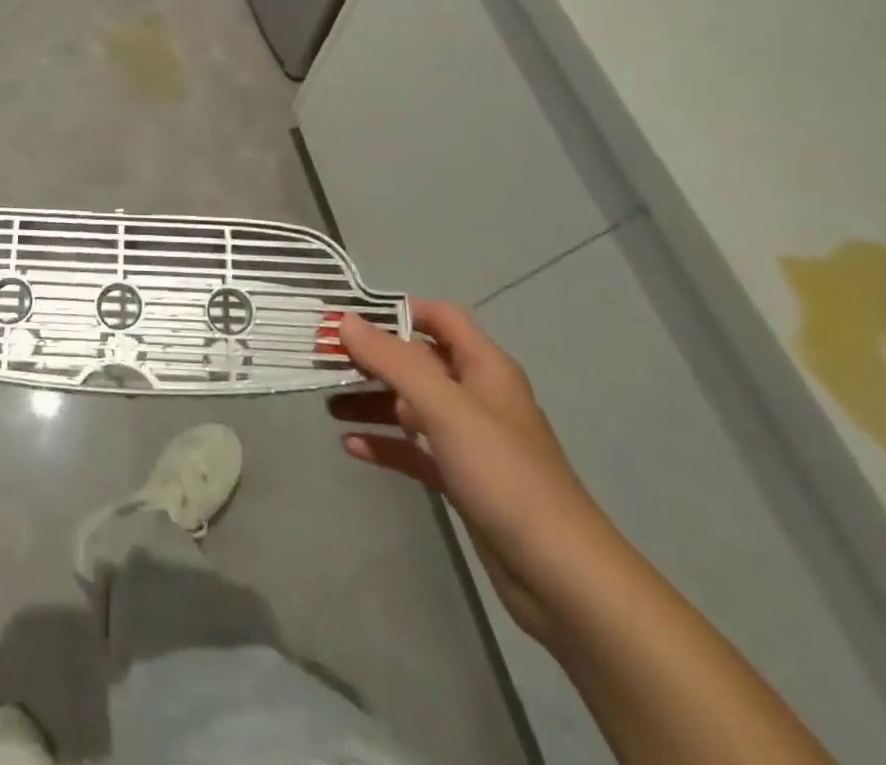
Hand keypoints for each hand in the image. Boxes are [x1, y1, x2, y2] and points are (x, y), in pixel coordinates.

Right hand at [329, 300, 617, 642]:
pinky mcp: (462, 479)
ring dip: (372, 401)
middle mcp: (477, 396)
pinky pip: (414, 449)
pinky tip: (351, 446)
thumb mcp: (444, 407)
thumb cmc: (503, 473)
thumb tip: (344, 320)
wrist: (561, 575)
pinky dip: (385, 443)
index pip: (439, 317)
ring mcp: (470, 440)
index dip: (397, 310)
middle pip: (417, 362)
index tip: (348, 317)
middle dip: (372, 359)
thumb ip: (393, 360)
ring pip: (411, 406)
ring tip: (328, 405)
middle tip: (324, 361)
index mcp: (484, 367)